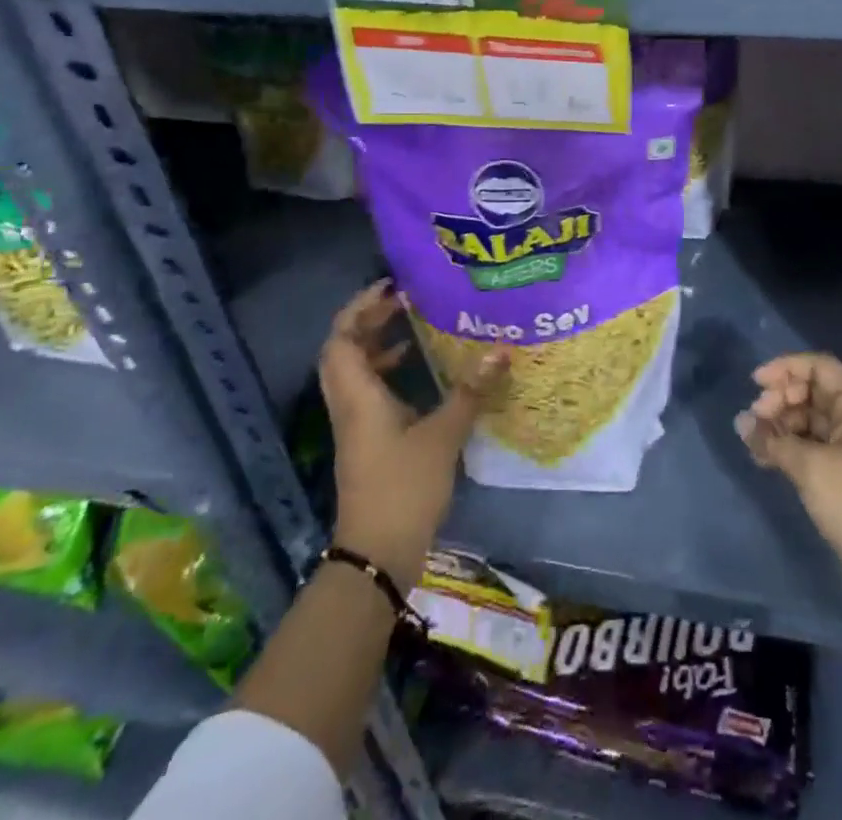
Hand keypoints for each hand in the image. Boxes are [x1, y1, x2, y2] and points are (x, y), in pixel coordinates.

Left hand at [320, 279, 505, 589]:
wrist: (377, 555)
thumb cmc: (403, 488)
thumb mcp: (443, 436)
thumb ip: (469, 392)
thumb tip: (500, 351)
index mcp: (358, 396)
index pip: (341, 339)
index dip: (359, 308)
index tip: (390, 287)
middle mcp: (349, 405)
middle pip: (343, 350)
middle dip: (367, 320)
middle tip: (402, 300)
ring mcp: (355, 425)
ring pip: (354, 371)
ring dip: (375, 344)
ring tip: (410, 325)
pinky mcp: (366, 441)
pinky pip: (367, 391)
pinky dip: (385, 371)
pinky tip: (416, 370)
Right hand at [735, 353, 841, 618]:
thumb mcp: (809, 468)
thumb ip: (772, 440)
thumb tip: (741, 422)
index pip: (820, 367)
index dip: (786, 368)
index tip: (755, 383)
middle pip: (812, 391)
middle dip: (780, 398)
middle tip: (755, 418)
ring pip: (808, 420)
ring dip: (779, 424)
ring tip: (753, 441)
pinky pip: (810, 445)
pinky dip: (787, 446)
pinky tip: (763, 458)